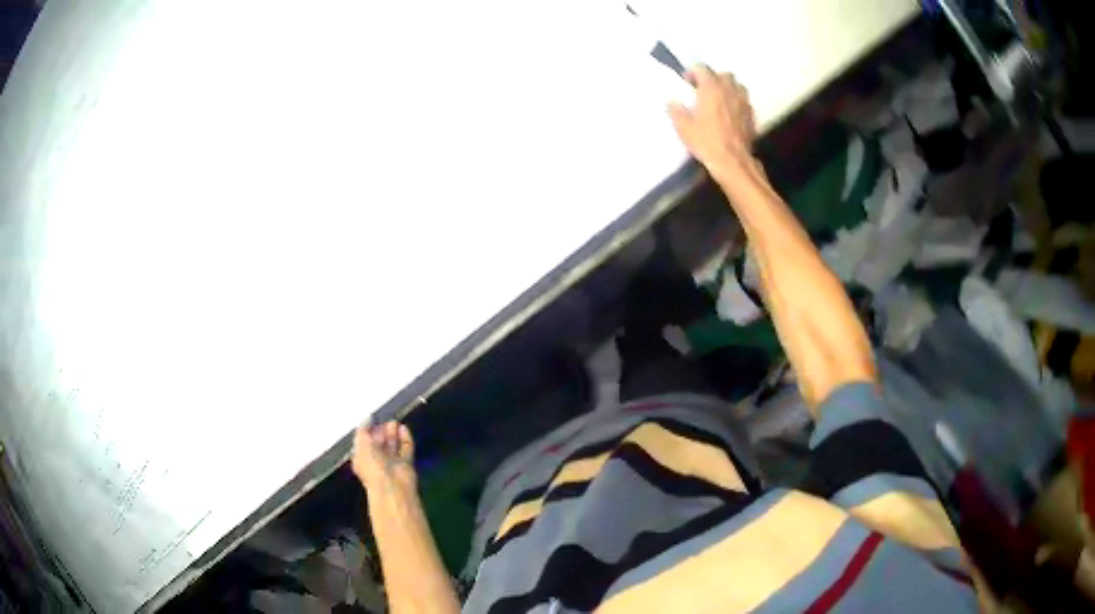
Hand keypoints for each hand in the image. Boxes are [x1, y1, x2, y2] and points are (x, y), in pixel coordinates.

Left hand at [352, 421, 416, 490]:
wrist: (392, 486)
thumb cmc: (373, 467)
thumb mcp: (361, 444)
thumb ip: (363, 429)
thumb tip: (366, 419)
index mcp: (363, 459)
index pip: (364, 442)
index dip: (368, 430)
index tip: (372, 419)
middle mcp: (377, 461)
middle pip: (380, 443)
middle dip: (382, 432)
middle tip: (384, 420)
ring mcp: (392, 463)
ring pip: (393, 445)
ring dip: (393, 433)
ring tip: (394, 422)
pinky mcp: (406, 464)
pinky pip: (406, 448)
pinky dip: (406, 438)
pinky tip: (404, 428)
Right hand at [668, 66, 756, 176]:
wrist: (732, 161)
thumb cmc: (706, 140)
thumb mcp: (683, 127)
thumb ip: (676, 110)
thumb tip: (672, 101)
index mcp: (711, 87)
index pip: (701, 68)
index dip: (692, 72)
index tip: (687, 83)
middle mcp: (729, 89)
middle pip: (722, 74)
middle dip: (713, 79)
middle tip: (703, 91)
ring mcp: (743, 101)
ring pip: (737, 86)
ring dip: (727, 88)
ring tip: (719, 100)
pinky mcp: (751, 115)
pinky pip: (743, 101)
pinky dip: (736, 102)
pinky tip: (730, 114)